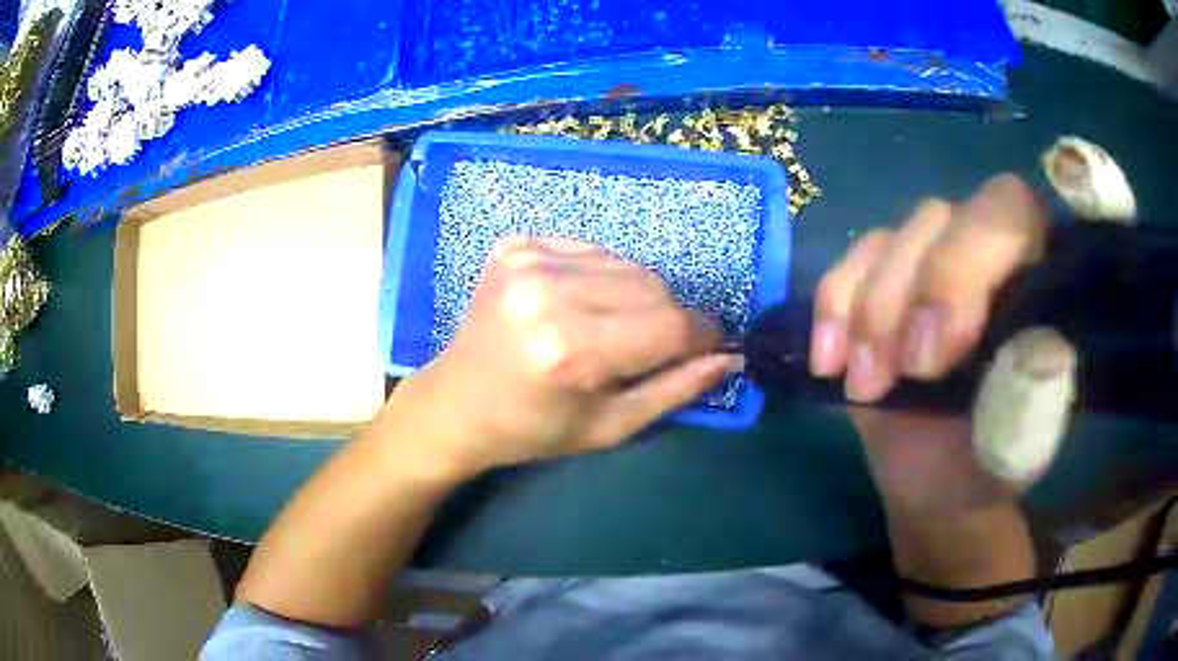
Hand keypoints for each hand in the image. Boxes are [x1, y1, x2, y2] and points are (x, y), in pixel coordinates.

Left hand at [392, 236, 739, 478]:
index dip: (703, 335)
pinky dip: (601, 276)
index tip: (712, 345)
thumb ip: (675, 390)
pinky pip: (592, 250)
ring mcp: (527, 261)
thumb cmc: (533, 429)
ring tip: (610, 328)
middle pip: (653, 287)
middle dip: (669, 318)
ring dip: (635, 295)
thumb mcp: (610, 427)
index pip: (671, 326)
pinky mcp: (515, 245)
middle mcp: (549, 294)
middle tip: (649, 347)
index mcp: (571, 351)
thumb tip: (729, 358)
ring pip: (627, 264)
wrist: (456, 403)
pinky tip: (579, 305)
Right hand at [810, 174, 1055, 510]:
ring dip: (873, 313)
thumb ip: (1035, 391)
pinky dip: (833, 309)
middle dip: (920, 290)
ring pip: (892, 240)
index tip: (942, 355)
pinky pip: (849, 267)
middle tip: (908, 372)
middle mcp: (981, 250)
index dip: (972, 263)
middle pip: (943, 219)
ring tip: (867, 387)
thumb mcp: (1024, 439)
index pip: (1012, 213)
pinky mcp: (881, 284)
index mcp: (1034, 275)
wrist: (939, 478)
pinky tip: (829, 364)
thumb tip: (1030, 344)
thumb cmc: (991, 458)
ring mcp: (927, 261)